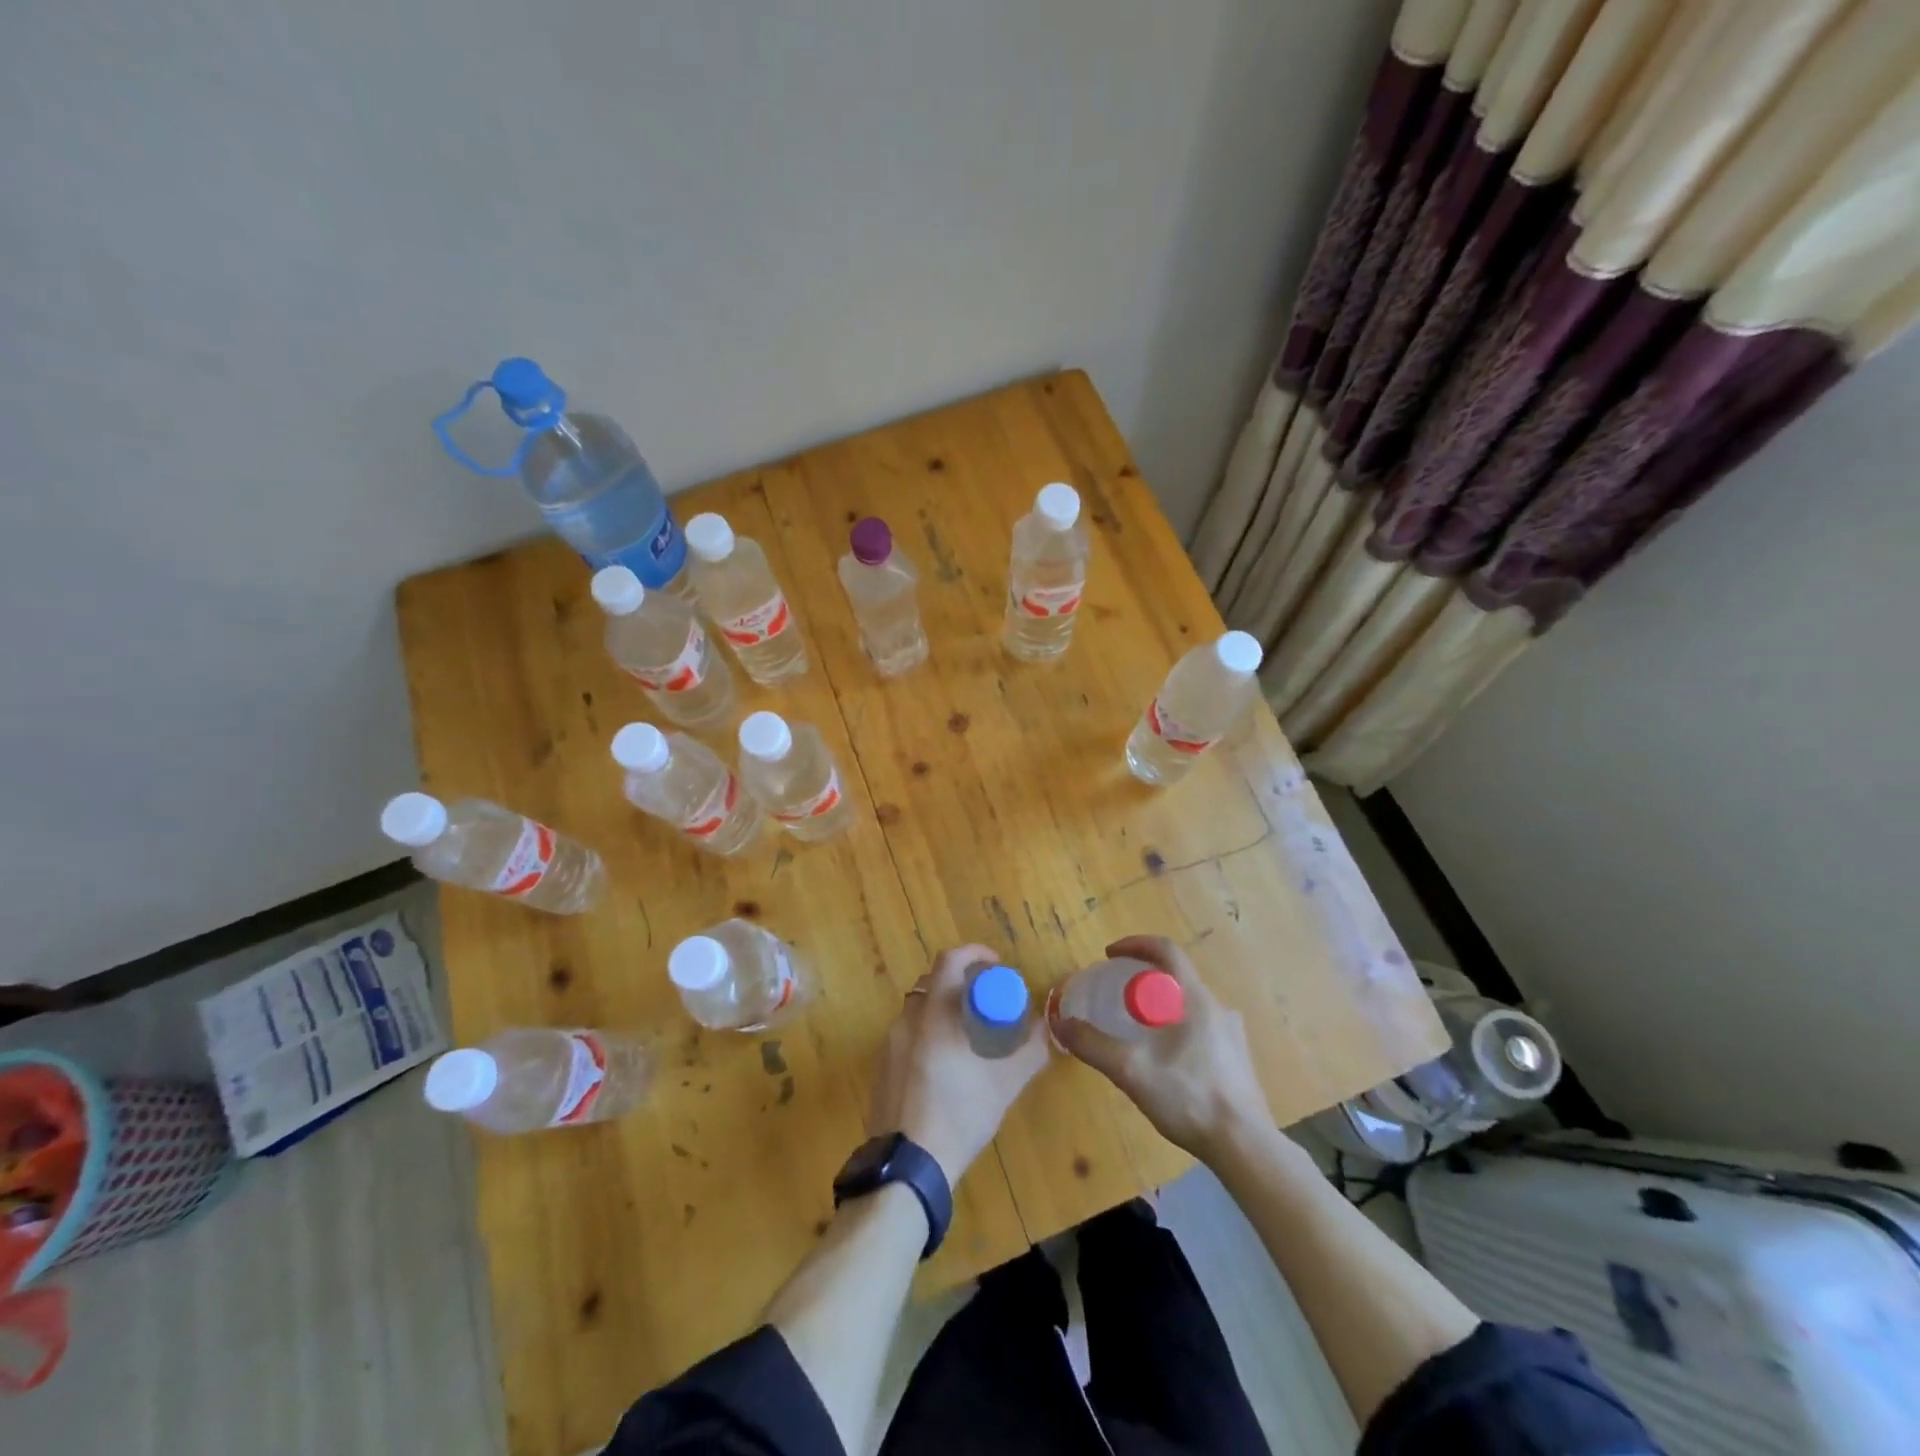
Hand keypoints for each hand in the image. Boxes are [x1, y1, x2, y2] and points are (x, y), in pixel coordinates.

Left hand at [867, 943, 1050, 1185]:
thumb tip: (1046, 1029)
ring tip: (969, 1034)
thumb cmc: (958, 1115)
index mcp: (934, 1014)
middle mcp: (907, 1020)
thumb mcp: (1003, 1085)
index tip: (996, 965)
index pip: (949, 960)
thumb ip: (1029, 1052)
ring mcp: (888, 1044)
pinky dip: (928, 1034)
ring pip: (919, 1009)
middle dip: (961, 983)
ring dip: (944, 1009)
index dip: (974, 953)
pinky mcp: (881, 1068)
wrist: (907, 1168)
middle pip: (933, 983)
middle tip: (987, 1000)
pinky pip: (908, 1035)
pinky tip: (946, 1065)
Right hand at [1050, 933, 1272, 1163]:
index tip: (1110, 955)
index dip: (1135, 944)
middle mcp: (1218, 1007)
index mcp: (1195, 998)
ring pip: (1190, 1004)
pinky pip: (1202, 1027)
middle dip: (1144, 978)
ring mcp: (1232, 1034)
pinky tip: (1165, 1060)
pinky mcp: (1238, 1059)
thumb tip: (1060, 1023)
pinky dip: (1177, 1028)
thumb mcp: (1131, 1070)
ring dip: (1161, 1005)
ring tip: (1138, 1029)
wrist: (1244, 1146)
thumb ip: (1093, 1044)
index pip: (1166, 950)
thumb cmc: (1188, 1097)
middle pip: (1177, 976)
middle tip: (1118, 995)